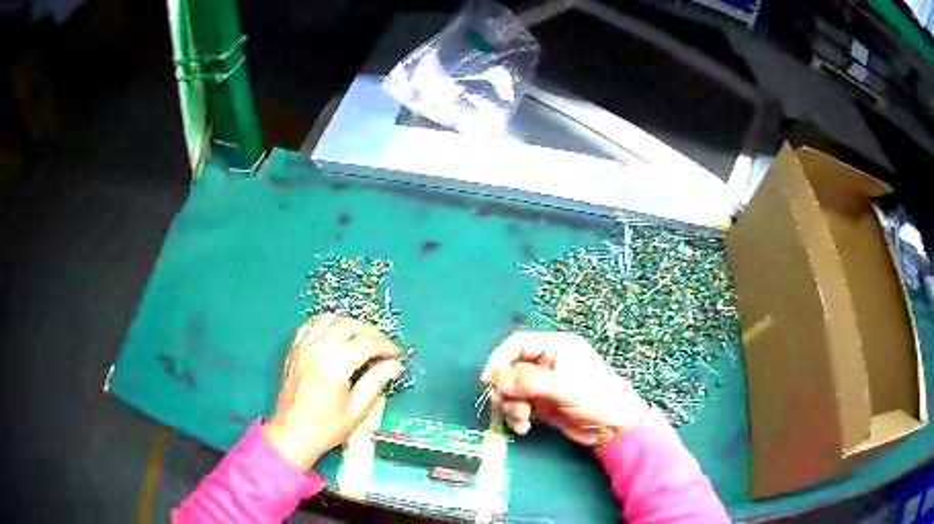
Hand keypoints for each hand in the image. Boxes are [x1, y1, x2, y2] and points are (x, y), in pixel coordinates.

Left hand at [264, 314, 403, 470]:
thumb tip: (394, 365)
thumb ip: (375, 383)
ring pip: (327, 319)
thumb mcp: (356, 411)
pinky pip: (309, 325)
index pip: (364, 344)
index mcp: (332, 369)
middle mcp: (315, 353)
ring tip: (361, 338)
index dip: (385, 345)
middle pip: (346, 325)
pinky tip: (335, 336)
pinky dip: (326, 325)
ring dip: (348, 324)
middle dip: (369, 331)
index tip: (396, 354)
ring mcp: (301, 349)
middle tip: (382, 346)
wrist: (290, 435)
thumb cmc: (325, 429)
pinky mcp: (293, 351)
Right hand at [481, 332, 648, 448]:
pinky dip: (517, 416)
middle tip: (506, 405)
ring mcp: (544, 385)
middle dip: (506, 389)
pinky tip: (525, 428)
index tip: (488, 381)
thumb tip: (497, 381)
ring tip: (522, 420)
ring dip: (511, 406)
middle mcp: (548, 363)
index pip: (518, 344)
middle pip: (511, 369)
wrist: (615, 428)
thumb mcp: (564, 387)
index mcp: (556, 348)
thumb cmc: (596, 398)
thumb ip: (529, 381)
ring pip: (513, 390)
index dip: (500, 359)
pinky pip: (519, 406)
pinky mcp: (543, 405)